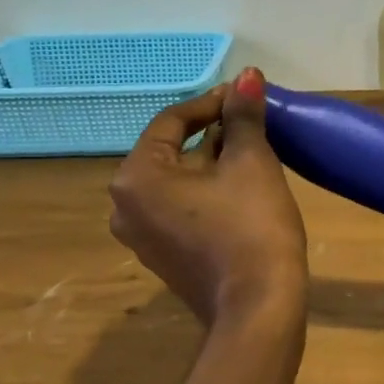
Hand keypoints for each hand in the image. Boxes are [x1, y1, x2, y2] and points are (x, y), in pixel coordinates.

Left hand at [109, 67, 307, 325]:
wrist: (258, 309)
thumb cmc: (251, 227)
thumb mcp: (251, 163)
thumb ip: (243, 115)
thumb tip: (248, 74)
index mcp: (137, 177)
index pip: (172, 121)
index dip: (212, 103)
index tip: (245, 96)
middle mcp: (125, 205)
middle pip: (172, 151)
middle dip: (212, 133)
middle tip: (251, 122)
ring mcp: (141, 236)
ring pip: (177, 181)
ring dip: (212, 162)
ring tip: (252, 150)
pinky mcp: (163, 256)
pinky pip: (180, 208)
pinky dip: (206, 191)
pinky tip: (240, 188)